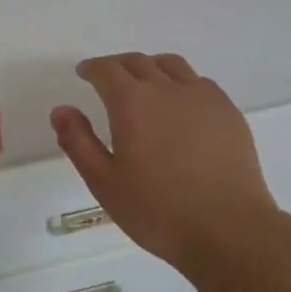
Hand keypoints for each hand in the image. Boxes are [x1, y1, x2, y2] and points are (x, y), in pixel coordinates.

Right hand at [51, 52, 282, 274]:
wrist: (229, 230)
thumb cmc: (158, 210)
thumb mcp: (105, 183)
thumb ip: (78, 142)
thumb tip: (61, 109)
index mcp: (131, 102)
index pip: (107, 70)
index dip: (92, 68)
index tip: (85, 73)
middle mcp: (166, 88)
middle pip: (137, 62)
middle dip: (118, 65)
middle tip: (109, 78)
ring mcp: (202, 97)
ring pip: (171, 65)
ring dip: (151, 67)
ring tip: (145, 83)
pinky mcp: (228, 111)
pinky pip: (199, 82)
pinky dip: (182, 83)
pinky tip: (182, 104)